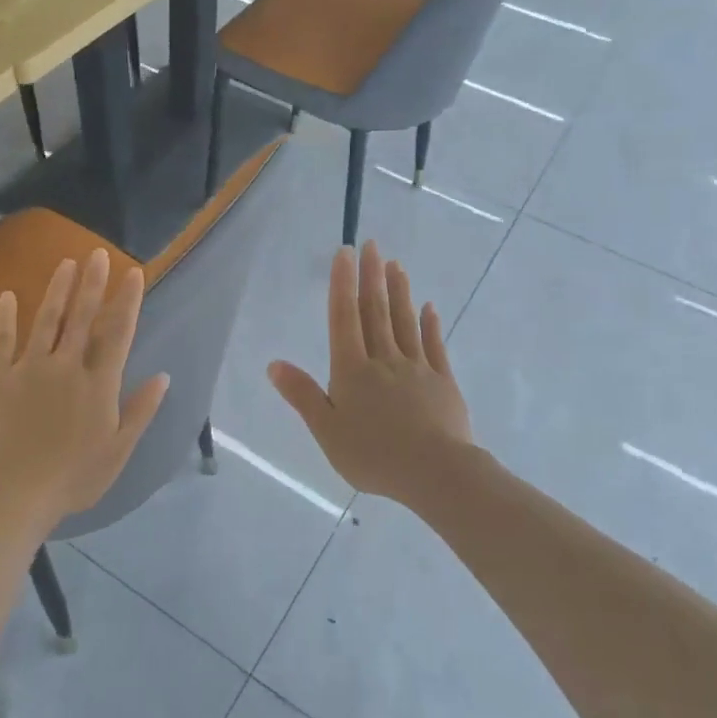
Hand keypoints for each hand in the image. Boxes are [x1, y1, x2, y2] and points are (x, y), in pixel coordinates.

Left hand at [0, 249, 169, 531]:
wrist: (13, 494)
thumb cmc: (72, 478)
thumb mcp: (118, 450)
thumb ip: (140, 410)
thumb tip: (163, 376)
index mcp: (98, 384)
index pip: (117, 333)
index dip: (127, 301)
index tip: (133, 273)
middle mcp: (66, 366)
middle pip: (82, 317)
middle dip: (92, 283)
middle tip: (97, 254)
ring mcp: (29, 368)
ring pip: (47, 320)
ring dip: (57, 290)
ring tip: (66, 264)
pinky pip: (1, 340)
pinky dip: (4, 317)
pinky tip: (6, 295)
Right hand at [269, 241, 472, 504]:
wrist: (435, 472)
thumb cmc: (373, 454)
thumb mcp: (326, 430)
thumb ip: (302, 395)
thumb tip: (274, 364)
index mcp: (352, 370)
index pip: (344, 318)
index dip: (342, 284)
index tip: (345, 253)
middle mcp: (383, 360)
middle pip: (376, 312)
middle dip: (372, 277)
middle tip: (372, 245)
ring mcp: (416, 368)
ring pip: (405, 322)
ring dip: (399, 292)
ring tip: (396, 265)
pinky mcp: (443, 382)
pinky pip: (434, 346)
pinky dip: (430, 324)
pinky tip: (429, 307)